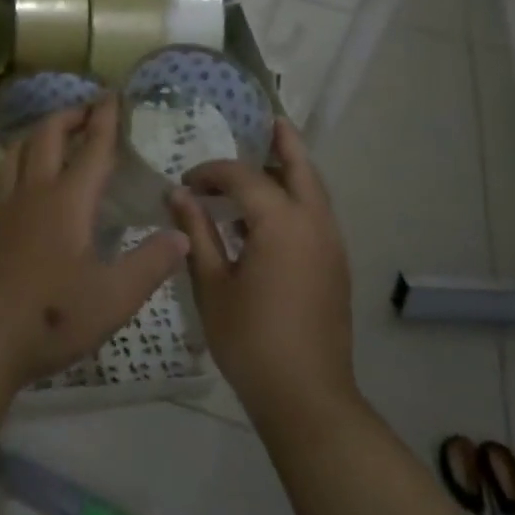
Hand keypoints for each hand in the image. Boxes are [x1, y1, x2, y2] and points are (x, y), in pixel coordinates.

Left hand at [0, 96, 188, 391]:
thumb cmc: (54, 317)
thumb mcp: (116, 297)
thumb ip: (152, 263)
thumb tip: (181, 234)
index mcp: (68, 201)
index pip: (91, 148)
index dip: (105, 119)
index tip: (112, 95)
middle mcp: (34, 193)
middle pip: (47, 136)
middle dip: (69, 116)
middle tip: (89, 109)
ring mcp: (7, 208)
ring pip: (18, 151)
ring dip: (40, 133)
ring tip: (57, 134)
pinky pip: (7, 175)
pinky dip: (22, 160)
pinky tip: (31, 181)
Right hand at [168, 120, 354, 422]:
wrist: (306, 395)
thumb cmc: (250, 339)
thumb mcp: (212, 285)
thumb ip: (197, 233)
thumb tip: (179, 195)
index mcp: (282, 223)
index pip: (244, 177)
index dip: (211, 173)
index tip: (185, 184)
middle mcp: (314, 223)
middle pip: (301, 167)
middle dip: (283, 142)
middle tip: (267, 119)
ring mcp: (331, 244)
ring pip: (314, 190)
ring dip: (289, 172)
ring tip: (262, 161)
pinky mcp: (335, 265)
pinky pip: (315, 215)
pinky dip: (295, 199)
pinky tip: (266, 216)